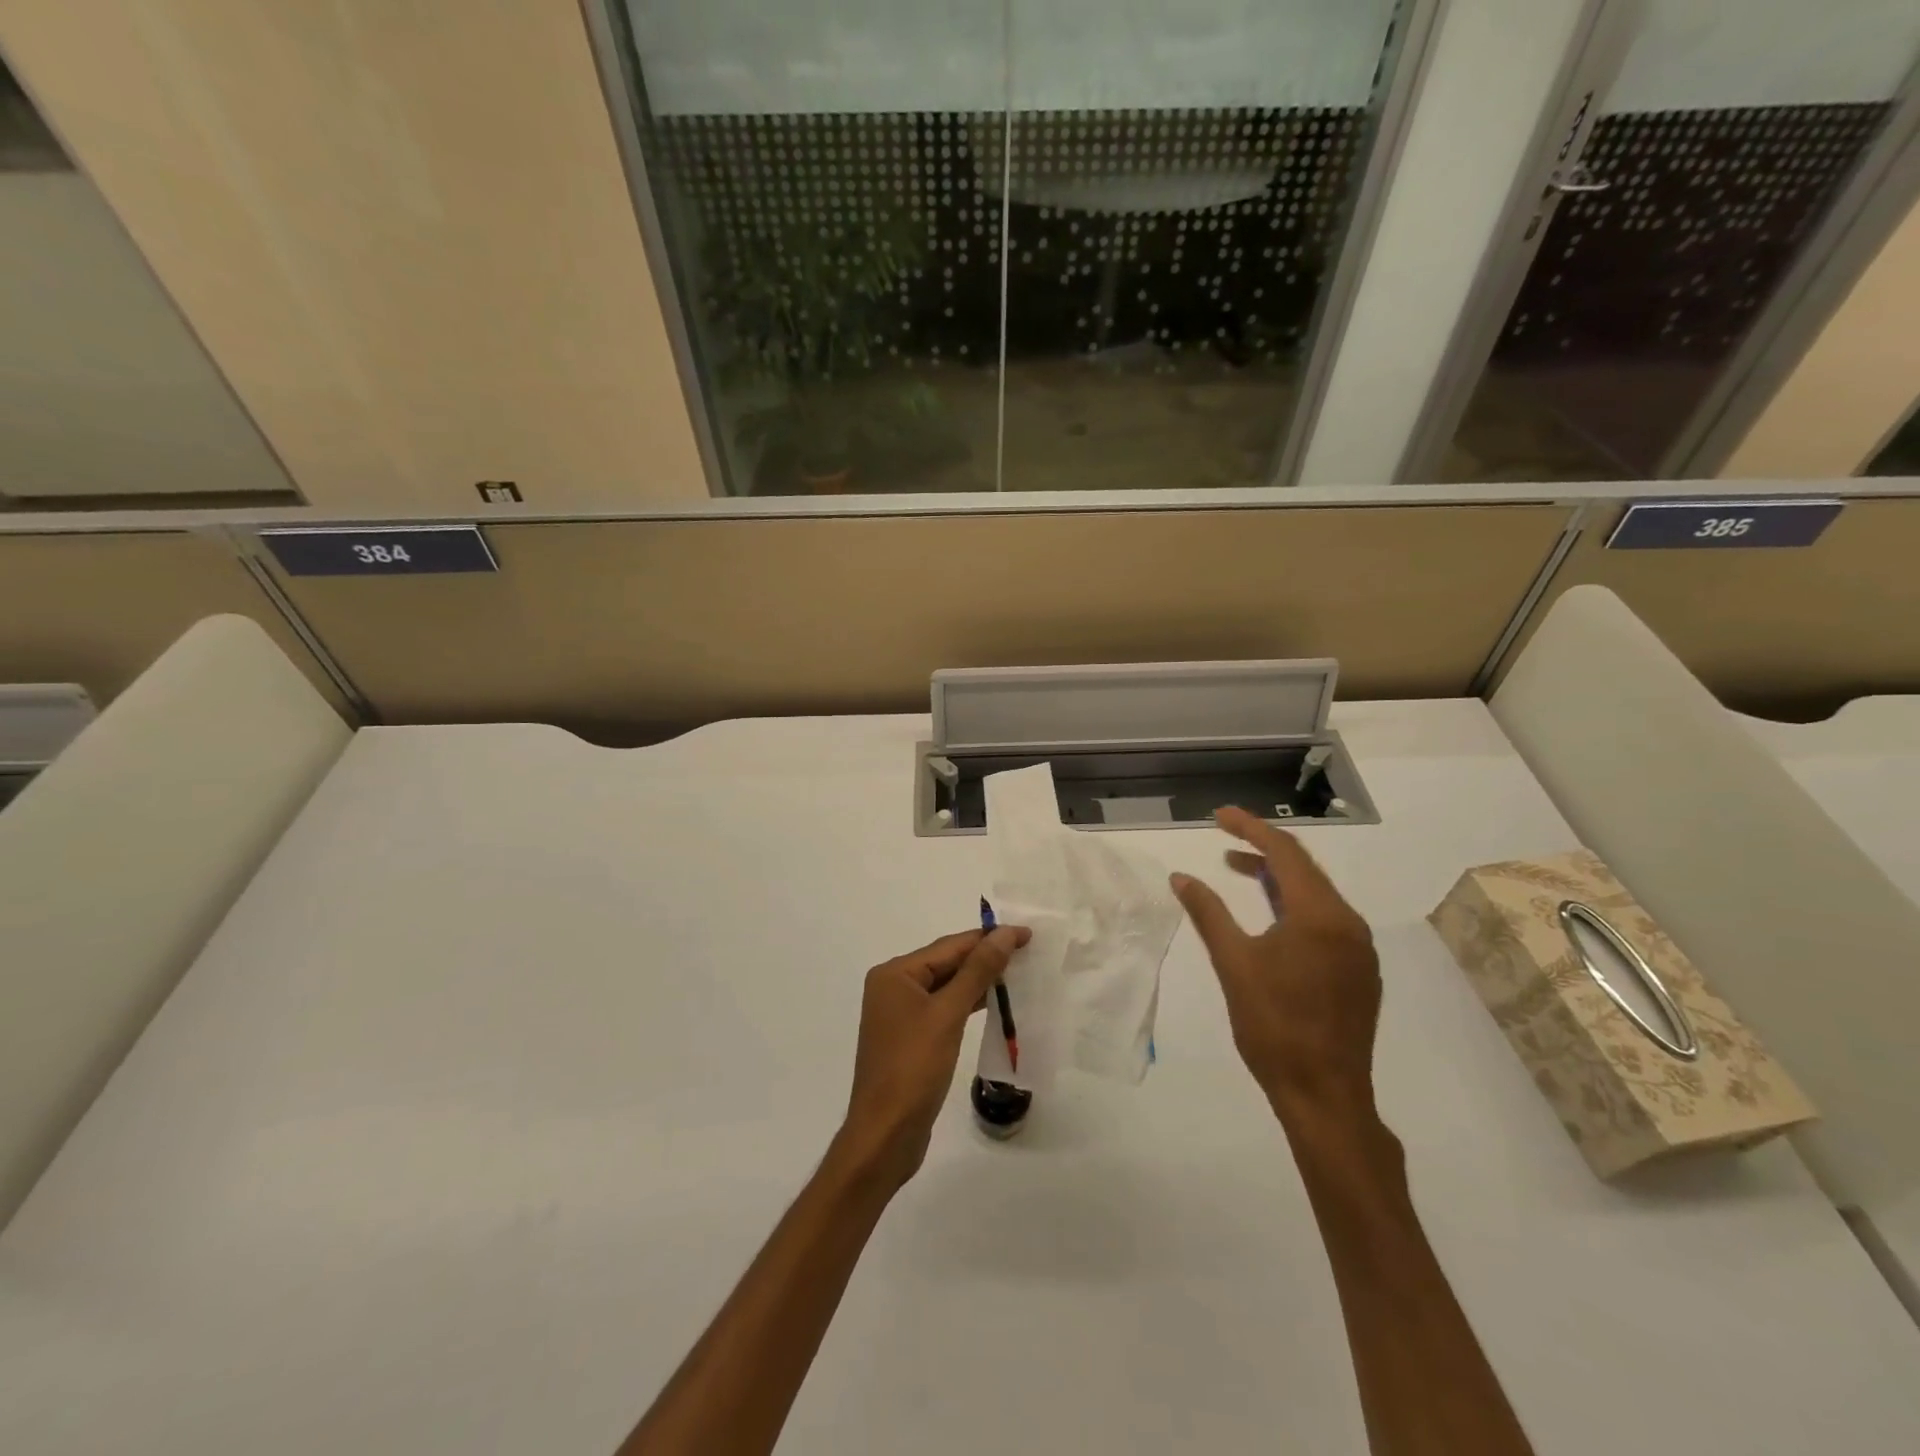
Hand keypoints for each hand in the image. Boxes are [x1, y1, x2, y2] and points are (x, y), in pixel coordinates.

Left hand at [836, 925, 1030, 1188]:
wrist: (885, 1136)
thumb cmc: (914, 1068)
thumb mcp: (948, 1014)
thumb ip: (977, 971)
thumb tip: (1004, 934)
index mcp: (895, 974)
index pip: (949, 945)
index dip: (989, 938)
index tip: (1026, 933)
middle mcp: (894, 987)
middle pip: (947, 963)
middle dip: (985, 957)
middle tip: (1028, 952)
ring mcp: (900, 1014)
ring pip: (947, 986)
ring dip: (979, 981)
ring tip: (1019, 974)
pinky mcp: (911, 1038)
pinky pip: (944, 1009)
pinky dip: (968, 1004)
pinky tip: (995, 1004)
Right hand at [1171, 807, 1380, 1125]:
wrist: (1325, 1095)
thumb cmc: (1273, 1026)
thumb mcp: (1233, 963)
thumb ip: (1208, 913)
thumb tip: (1180, 877)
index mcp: (1320, 916)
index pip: (1285, 853)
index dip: (1250, 828)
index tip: (1219, 814)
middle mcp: (1348, 923)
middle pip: (1304, 868)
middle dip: (1263, 848)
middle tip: (1223, 836)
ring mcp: (1359, 949)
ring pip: (1316, 894)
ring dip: (1277, 877)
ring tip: (1236, 868)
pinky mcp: (1359, 971)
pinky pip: (1325, 919)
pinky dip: (1293, 904)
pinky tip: (1269, 915)